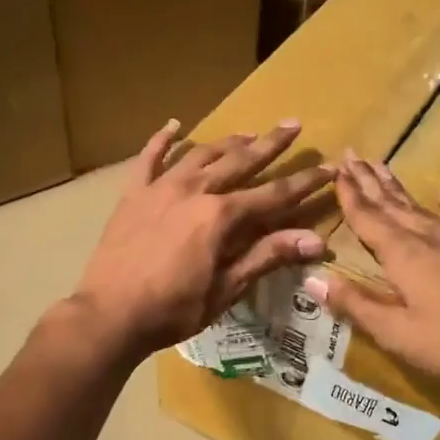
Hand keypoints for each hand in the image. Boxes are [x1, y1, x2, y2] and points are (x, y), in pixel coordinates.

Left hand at [67, 119, 333, 361]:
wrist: (109, 314)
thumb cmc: (173, 309)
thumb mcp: (226, 289)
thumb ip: (267, 256)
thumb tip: (315, 239)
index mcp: (221, 216)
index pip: (274, 194)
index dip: (304, 183)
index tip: (329, 167)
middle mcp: (194, 190)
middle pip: (240, 161)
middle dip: (270, 144)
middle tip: (293, 124)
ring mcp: (160, 188)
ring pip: (201, 155)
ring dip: (227, 143)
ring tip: (248, 133)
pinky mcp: (133, 194)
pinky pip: (149, 158)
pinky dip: (162, 140)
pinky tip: (174, 125)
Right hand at [303, 155, 439, 388]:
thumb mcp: (396, 333)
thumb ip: (355, 305)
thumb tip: (313, 280)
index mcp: (403, 254)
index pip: (367, 218)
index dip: (349, 195)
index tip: (336, 169)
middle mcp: (431, 237)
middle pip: (393, 204)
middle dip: (370, 181)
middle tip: (353, 156)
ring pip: (423, 207)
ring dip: (400, 190)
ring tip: (385, 168)